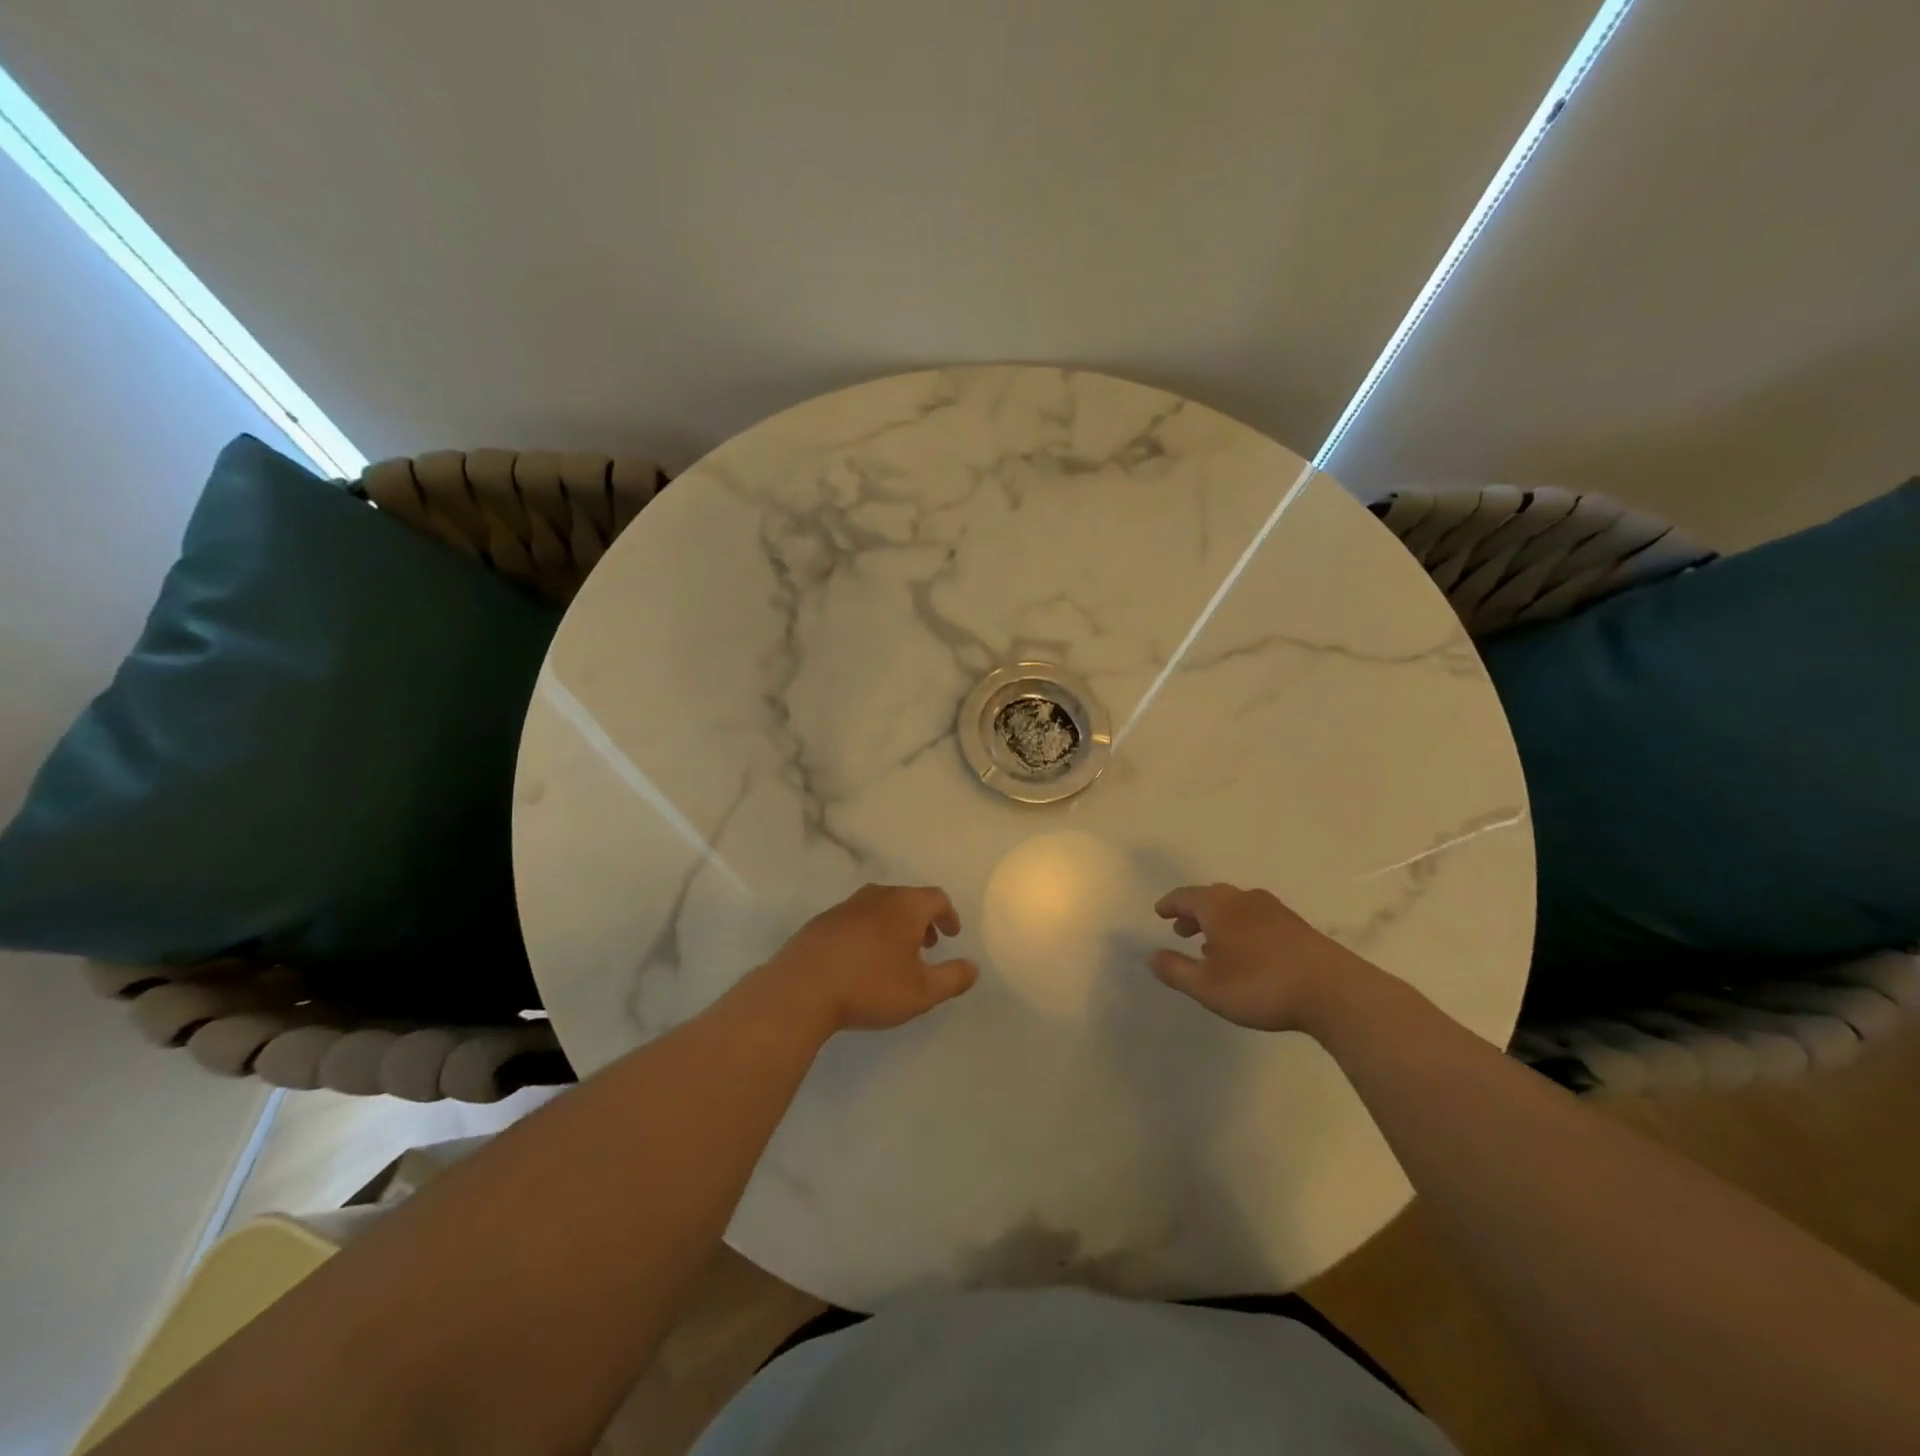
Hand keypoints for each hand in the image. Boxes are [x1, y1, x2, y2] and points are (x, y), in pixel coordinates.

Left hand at [754, 884, 977, 1034]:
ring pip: (879, 907)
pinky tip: (861, 960)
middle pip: (907, 899)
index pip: (936, 898)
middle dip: (921, 920)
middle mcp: (877, 897)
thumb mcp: (922, 992)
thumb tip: (973, 967)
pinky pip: (855, 919)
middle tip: (927, 944)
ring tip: (895, 954)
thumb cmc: (870, 986)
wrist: (801, 989)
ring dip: (894, 925)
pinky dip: (868, 932)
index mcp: (905, 906)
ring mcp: (845, 907)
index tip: (952, 935)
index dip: (948, 916)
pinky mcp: (821, 922)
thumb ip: (952, 978)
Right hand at [1149, 883, 1377, 1032]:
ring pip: (1236, 907)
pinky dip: (1241, 928)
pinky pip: (1257, 917)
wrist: (1333, 991)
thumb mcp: (1207, 986)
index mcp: (1219, 907)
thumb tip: (1151, 956)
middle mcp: (1244, 899)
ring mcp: (1274, 910)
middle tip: (1182, 930)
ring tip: (1211, 945)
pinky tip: (1246, 953)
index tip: (1160, 912)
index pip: (1186, 896)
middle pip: (1211, 897)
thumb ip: (1176, 970)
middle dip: (1194, 912)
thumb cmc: (1260, 985)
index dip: (1170, 904)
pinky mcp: (1296, 926)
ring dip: (1218, 921)